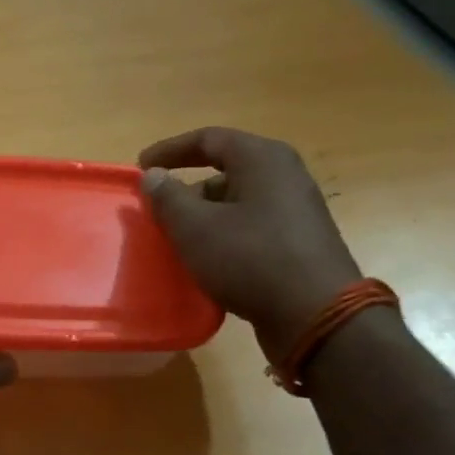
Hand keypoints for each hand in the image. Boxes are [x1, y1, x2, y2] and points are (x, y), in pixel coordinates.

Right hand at [138, 128, 363, 364]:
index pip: (208, 139)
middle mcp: (284, 176)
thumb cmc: (250, 259)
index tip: (140, 167)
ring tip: (176, 238)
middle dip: (186, 188)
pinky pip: (251, 226)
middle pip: (225, 170)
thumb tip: (153, 176)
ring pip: (238, 201)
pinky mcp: (298, 242)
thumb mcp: (195, 228)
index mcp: (262, 159)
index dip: (170, 150)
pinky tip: (206, 260)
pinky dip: (224, 235)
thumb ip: (168, 197)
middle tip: (157, 209)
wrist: (315, 315)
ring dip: (204, 215)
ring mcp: (296, 210)